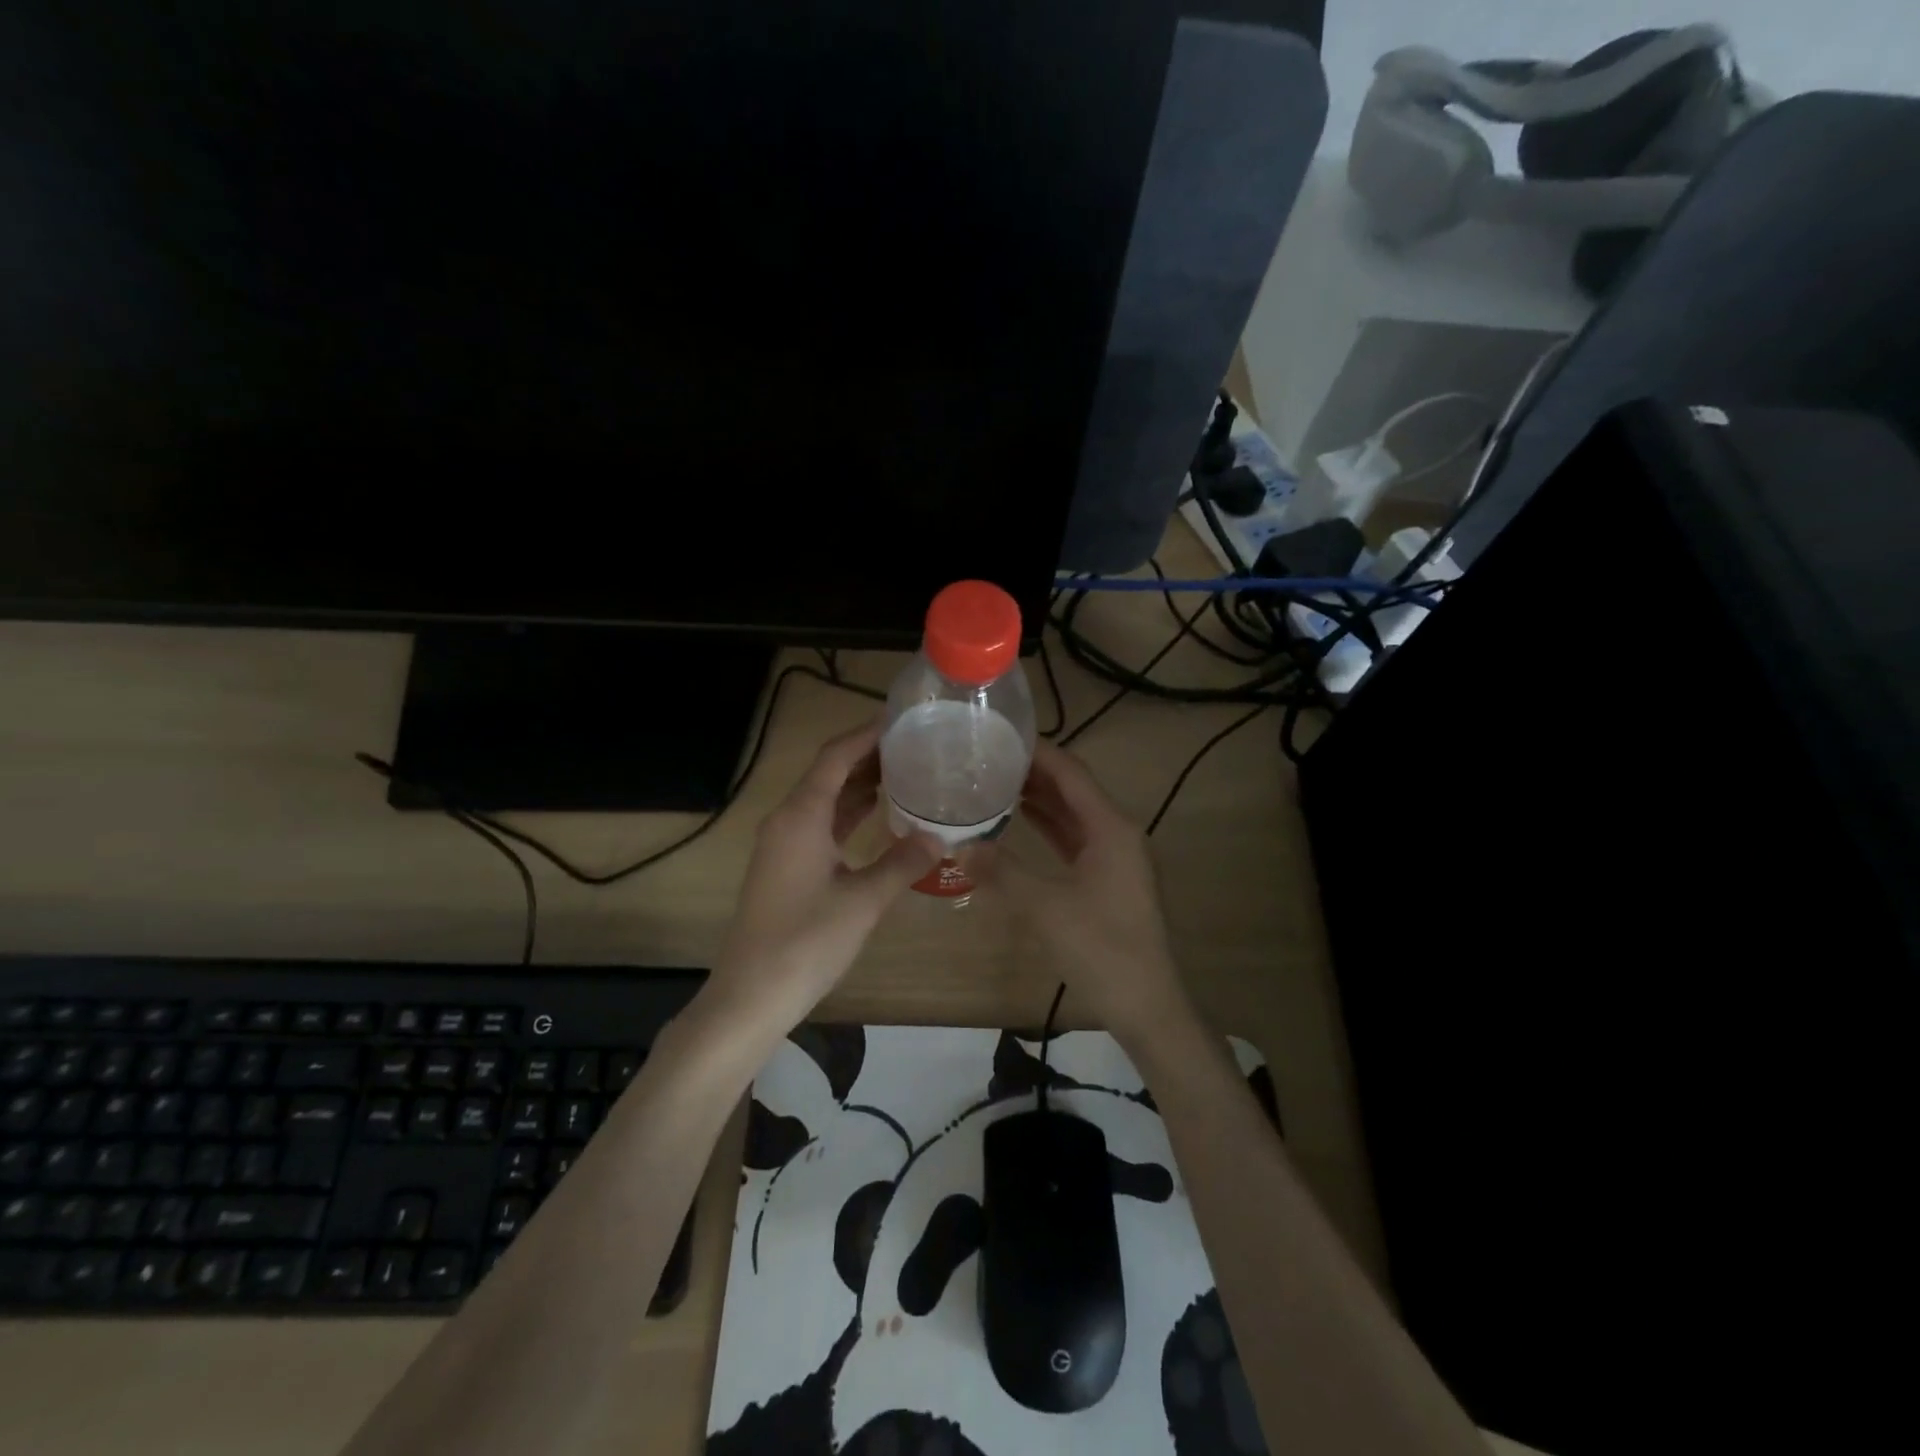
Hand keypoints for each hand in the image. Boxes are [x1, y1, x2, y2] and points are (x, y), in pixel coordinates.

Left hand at [711, 720, 940, 1027]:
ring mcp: (783, 843)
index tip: (902, 720)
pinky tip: (878, 815)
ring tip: (905, 772)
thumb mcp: (863, 901)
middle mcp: (788, 819)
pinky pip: (820, 823)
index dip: (867, 734)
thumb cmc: (807, 941)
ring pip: (824, 798)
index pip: (836, 756)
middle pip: (829, 772)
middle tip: (914, 746)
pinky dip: (848, 813)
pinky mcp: (785, 865)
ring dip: (859, 784)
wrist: (752, 994)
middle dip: (868, 756)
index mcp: (802, 815)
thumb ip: (903, 863)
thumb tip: (939, 838)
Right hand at [988, 740, 1192, 1043]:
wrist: (1147, 1004)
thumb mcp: (1044, 907)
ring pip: (1073, 815)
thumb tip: (960, 845)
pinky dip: (1048, 827)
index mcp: (1110, 827)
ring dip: (1040, 799)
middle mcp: (1117, 832)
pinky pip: (1075, 839)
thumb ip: (1001, 871)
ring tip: (996, 782)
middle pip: (1073, 789)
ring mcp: (1115, 857)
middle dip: (1034, 772)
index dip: (1037, 751)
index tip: (1000, 735)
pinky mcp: (1109, 879)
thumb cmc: (1100, 948)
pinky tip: (1019, 823)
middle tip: (988, 758)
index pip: (1071, 772)